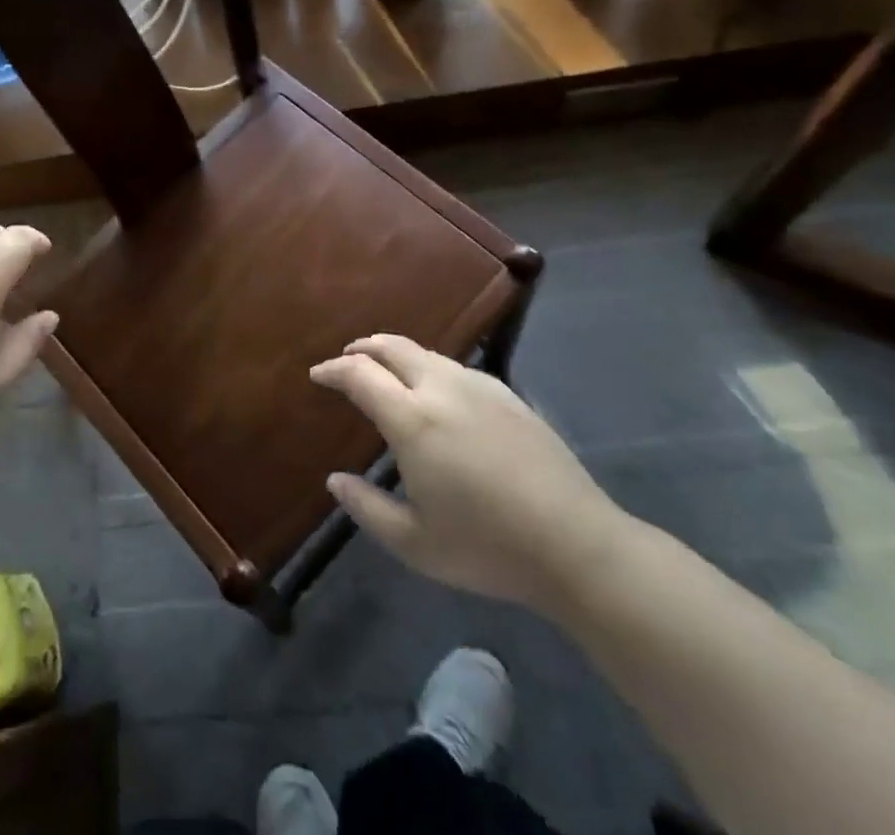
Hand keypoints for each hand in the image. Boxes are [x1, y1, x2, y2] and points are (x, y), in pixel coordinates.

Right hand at [310, 335, 629, 615]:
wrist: (576, 544)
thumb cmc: (488, 547)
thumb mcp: (415, 544)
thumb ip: (367, 508)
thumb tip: (335, 480)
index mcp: (412, 420)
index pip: (359, 374)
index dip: (333, 369)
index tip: (318, 375)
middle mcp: (442, 389)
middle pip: (392, 347)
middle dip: (363, 348)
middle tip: (346, 360)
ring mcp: (479, 387)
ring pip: (426, 353)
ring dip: (397, 356)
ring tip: (387, 374)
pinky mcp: (508, 395)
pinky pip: (456, 367)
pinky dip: (430, 368)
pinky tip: (436, 392)